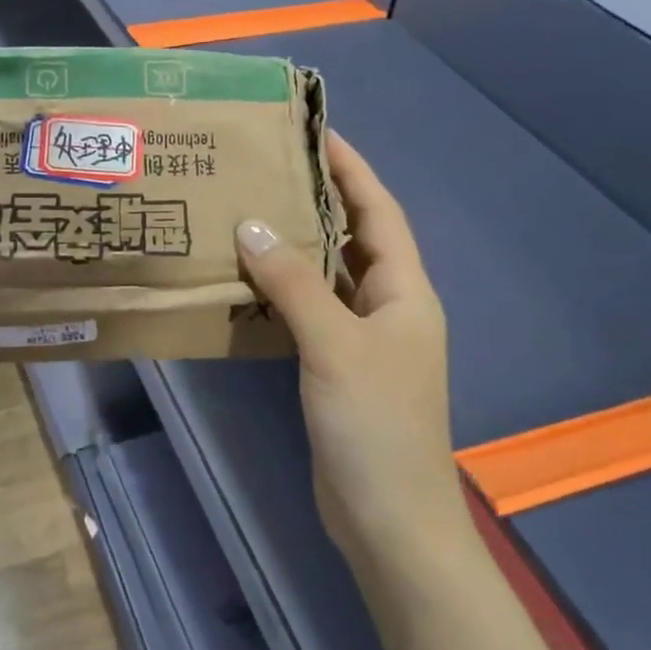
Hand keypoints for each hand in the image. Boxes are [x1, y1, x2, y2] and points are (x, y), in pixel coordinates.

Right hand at [235, 132, 473, 565]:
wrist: (390, 518)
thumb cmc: (375, 425)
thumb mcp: (335, 345)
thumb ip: (294, 283)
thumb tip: (252, 226)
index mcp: (404, 291)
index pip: (379, 211)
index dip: (352, 168)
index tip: (316, 131)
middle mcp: (389, 307)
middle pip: (354, 237)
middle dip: (318, 200)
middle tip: (267, 169)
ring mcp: (363, 340)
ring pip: (328, 276)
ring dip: (296, 246)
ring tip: (249, 213)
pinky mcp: (337, 368)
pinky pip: (309, 312)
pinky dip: (282, 292)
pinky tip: (246, 281)